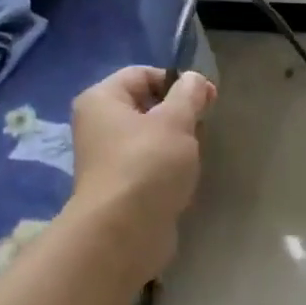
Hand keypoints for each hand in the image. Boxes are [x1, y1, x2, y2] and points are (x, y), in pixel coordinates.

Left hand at [69, 66, 215, 278]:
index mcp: (101, 100)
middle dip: (178, 114)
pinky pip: (149, 166)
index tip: (207, 99)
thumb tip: (195, 79)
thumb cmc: (148, 165)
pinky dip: (168, 169)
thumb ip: (189, 95)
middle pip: (145, 106)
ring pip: (150, 138)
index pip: (141, 74)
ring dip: (176, 144)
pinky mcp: (121, 187)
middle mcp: (98, 125)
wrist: (125, 230)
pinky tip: (183, 180)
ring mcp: (108, 159)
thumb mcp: (176, 122)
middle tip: (203, 129)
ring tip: (194, 157)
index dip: (177, 81)